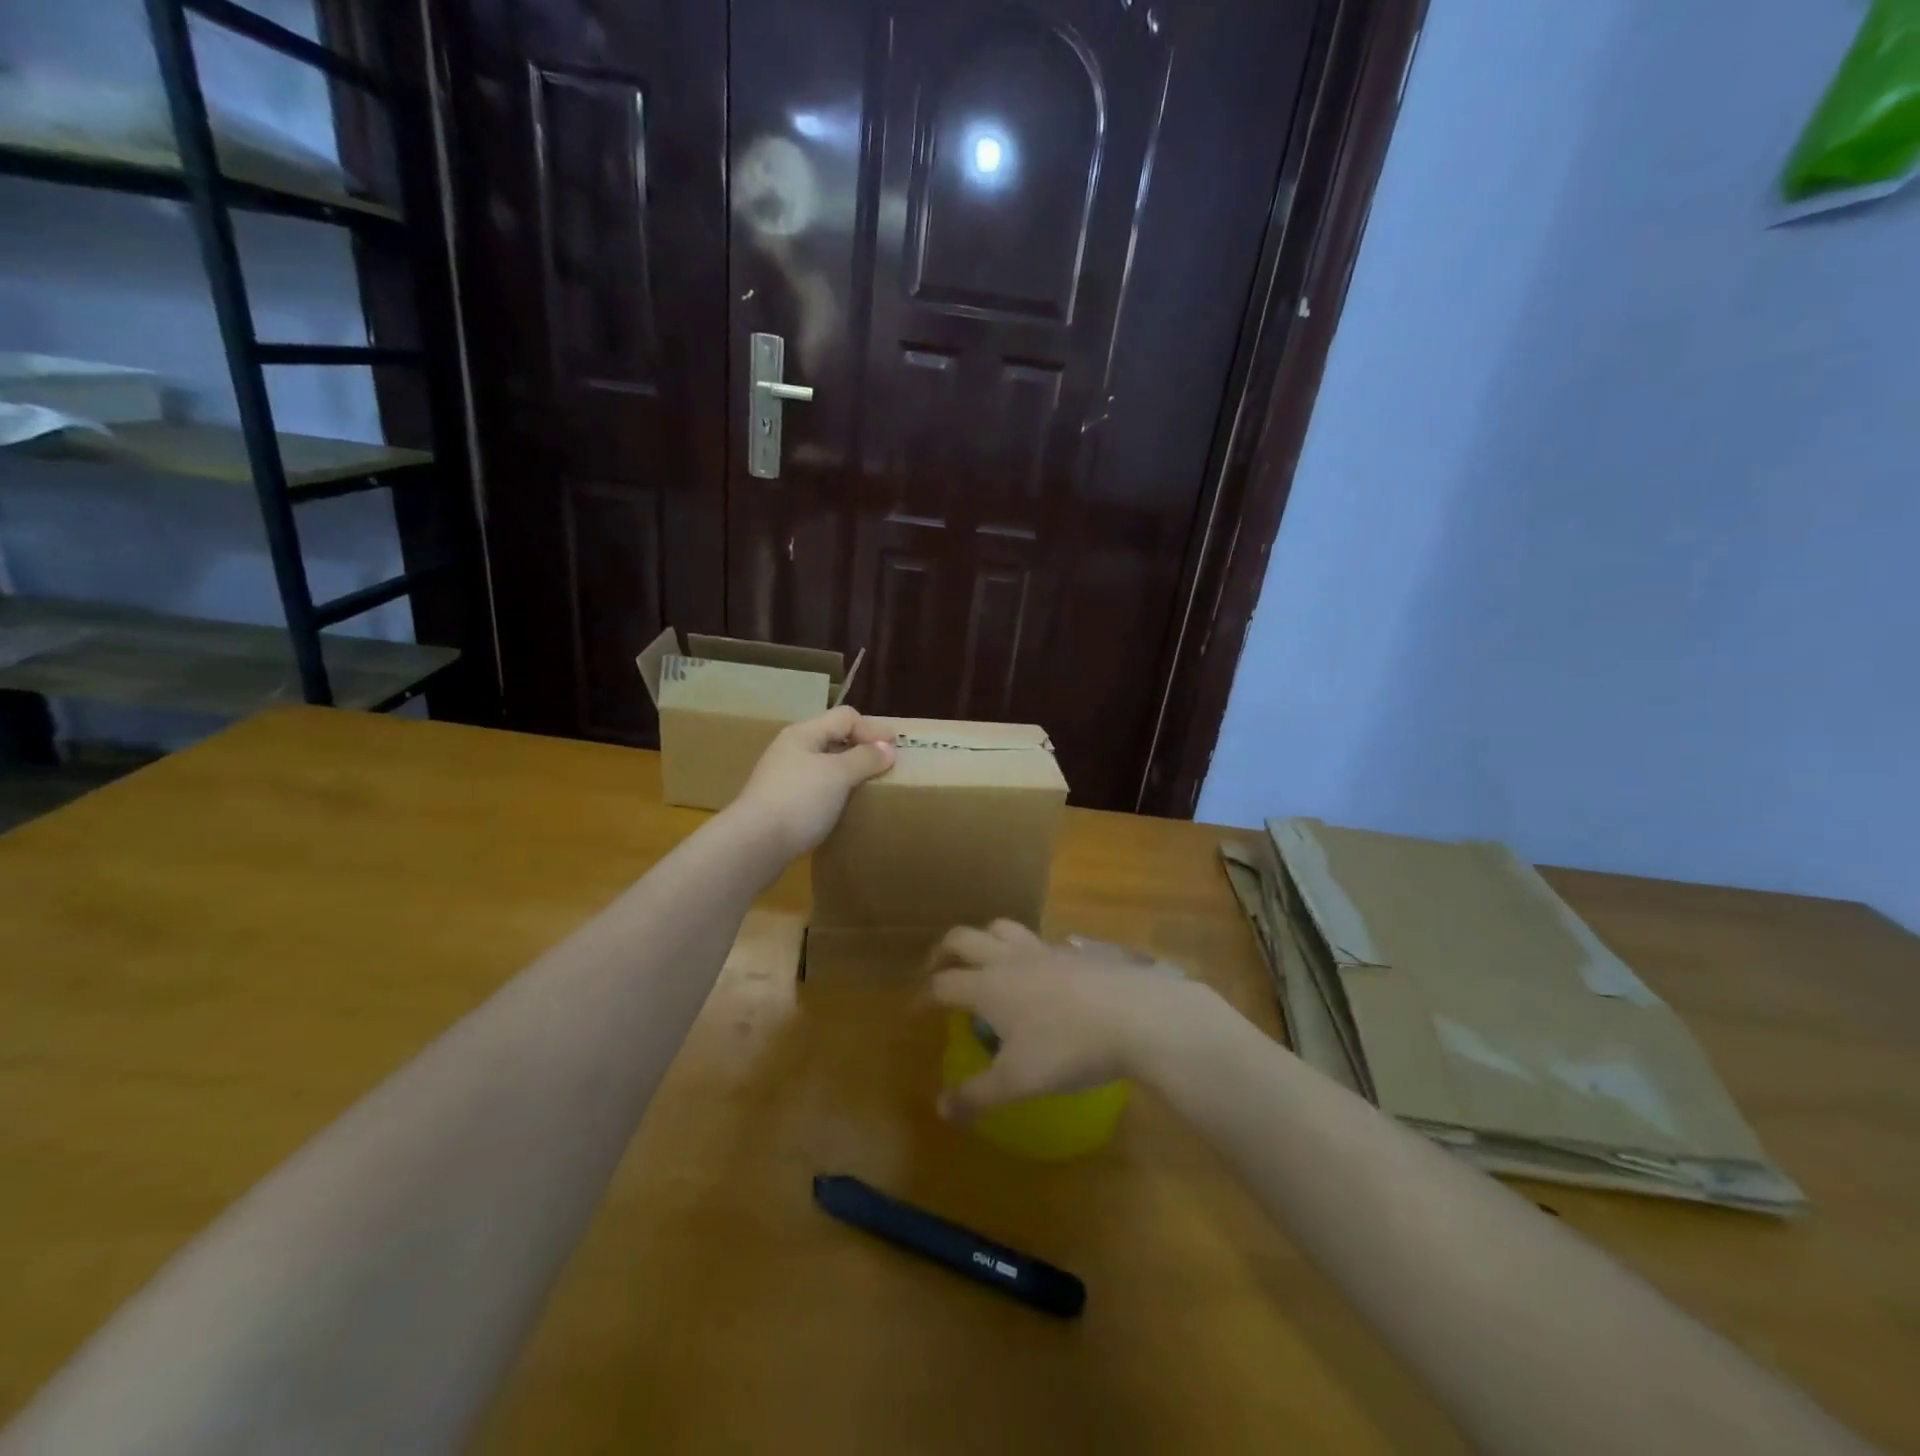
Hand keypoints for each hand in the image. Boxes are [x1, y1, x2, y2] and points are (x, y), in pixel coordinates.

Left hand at [727, 706, 894, 859]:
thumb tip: (887, 748)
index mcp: (803, 734)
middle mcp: (791, 750)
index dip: (872, 729)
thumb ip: (865, 758)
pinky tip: (843, 809)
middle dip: (861, 749)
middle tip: (886, 767)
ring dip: (848, 773)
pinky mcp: (781, 805)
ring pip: (824, 766)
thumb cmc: (799, 800)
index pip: (845, 717)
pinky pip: (816, 790)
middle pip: (833, 738)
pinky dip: (835, 793)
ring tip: (869, 788)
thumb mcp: (838, 775)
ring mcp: (783, 778)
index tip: (896, 750)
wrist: (754, 845)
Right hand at [924, 921, 1227, 1122]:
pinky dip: (1025, 949)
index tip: (916, 1012)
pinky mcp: (1074, 951)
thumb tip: (941, 1109)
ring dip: (984, 938)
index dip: (924, 997)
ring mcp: (1044, 949)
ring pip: (1002, 927)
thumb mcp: (1018, 1082)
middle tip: (938, 969)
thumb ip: (977, 1096)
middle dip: (944, 951)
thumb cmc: (1068, 1048)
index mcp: (988, 986)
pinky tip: (1037, 971)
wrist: (1135, 1016)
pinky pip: (1038, 940)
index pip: (943, 984)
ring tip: (985, 959)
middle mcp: (1009, 959)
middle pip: (964, 938)